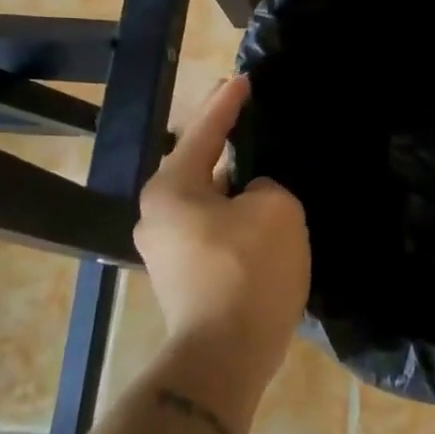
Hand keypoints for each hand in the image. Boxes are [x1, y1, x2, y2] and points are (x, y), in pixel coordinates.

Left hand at [133, 75, 309, 390]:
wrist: (225, 354)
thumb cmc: (248, 270)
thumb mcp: (276, 209)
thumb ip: (266, 187)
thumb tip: (252, 198)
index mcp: (172, 189)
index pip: (206, 132)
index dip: (229, 103)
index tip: (244, 79)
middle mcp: (158, 216)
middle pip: (201, 168)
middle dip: (231, 148)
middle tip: (259, 126)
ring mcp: (167, 251)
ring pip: (210, 204)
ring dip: (238, 191)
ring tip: (270, 176)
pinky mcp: (185, 279)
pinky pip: (215, 233)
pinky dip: (239, 222)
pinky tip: (265, 224)